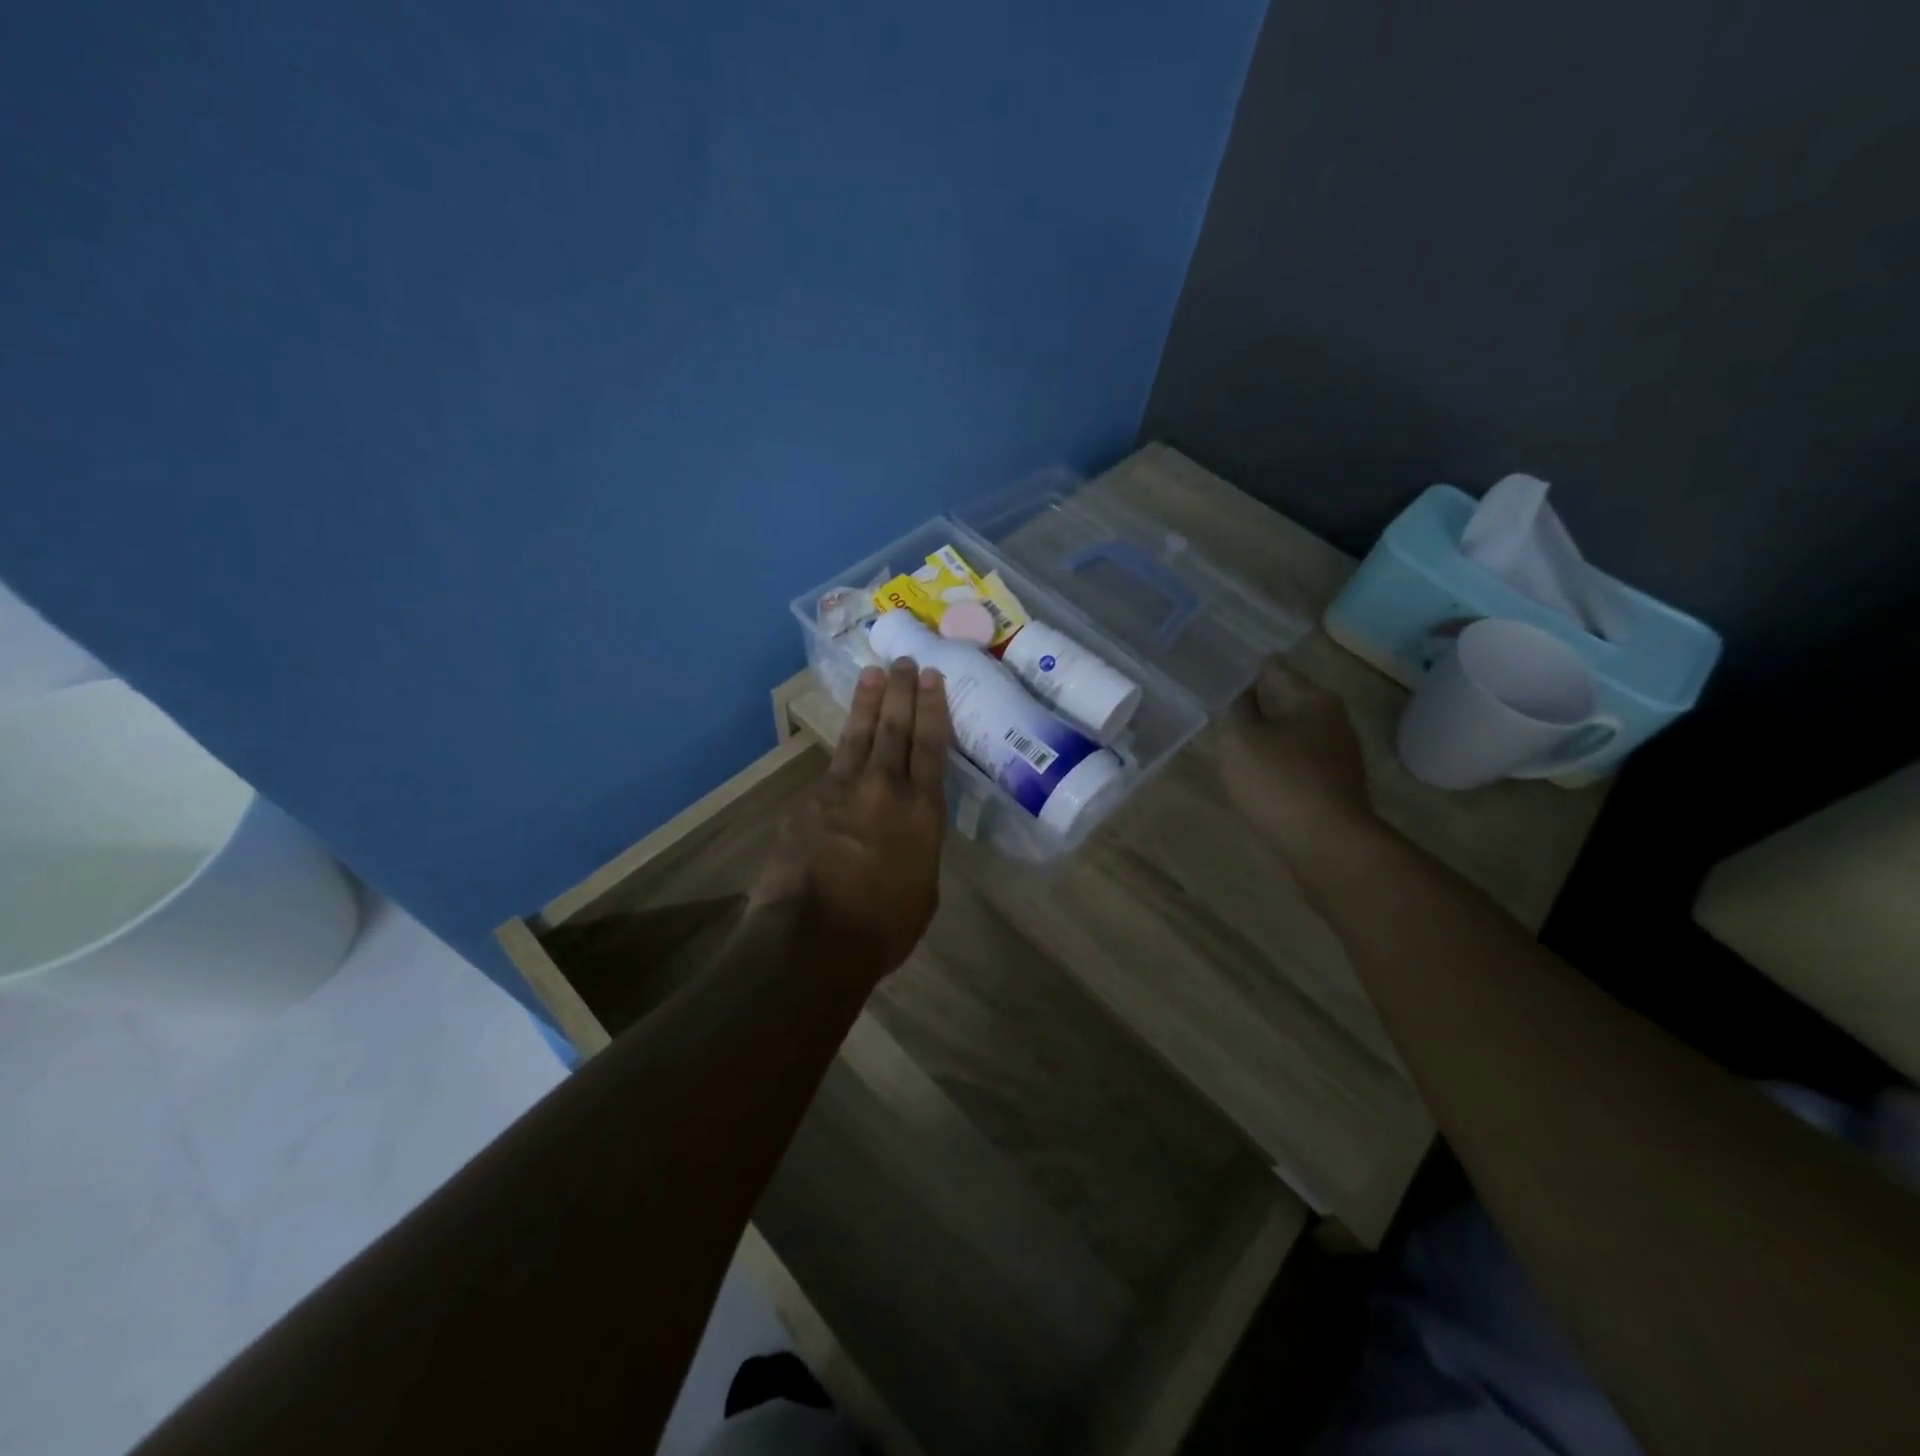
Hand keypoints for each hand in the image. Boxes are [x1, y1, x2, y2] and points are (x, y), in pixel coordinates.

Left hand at [751, 659, 950, 984]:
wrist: (812, 937)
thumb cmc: (882, 927)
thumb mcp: (923, 889)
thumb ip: (918, 849)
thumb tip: (906, 834)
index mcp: (922, 811)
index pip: (931, 746)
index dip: (932, 708)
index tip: (931, 677)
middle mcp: (885, 788)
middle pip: (895, 728)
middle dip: (902, 691)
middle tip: (905, 661)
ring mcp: (841, 790)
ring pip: (859, 736)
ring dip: (868, 703)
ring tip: (873, 674)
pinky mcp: (808, 802)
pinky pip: (831, 769)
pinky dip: (842, 752)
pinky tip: (843, 743)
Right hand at [1218, 657, 1372, 858]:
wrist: (1326, 845)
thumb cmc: (1279, 783)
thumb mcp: (1238, 739)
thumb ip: (1234, 712)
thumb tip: (1242, 702)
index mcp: (1312, 698)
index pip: (1270, 669)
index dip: (1238, 675)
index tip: (1212, 687)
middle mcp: (1332, 718)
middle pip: (1282, 701)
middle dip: (1251, 709)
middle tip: (1216, 718)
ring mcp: (1337, 753)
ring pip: (1288, 733)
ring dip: (1262, 739)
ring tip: (1230, 750)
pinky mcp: (1334, 785)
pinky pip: (1296, 763)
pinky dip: (1275, 765)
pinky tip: (1255, 780)